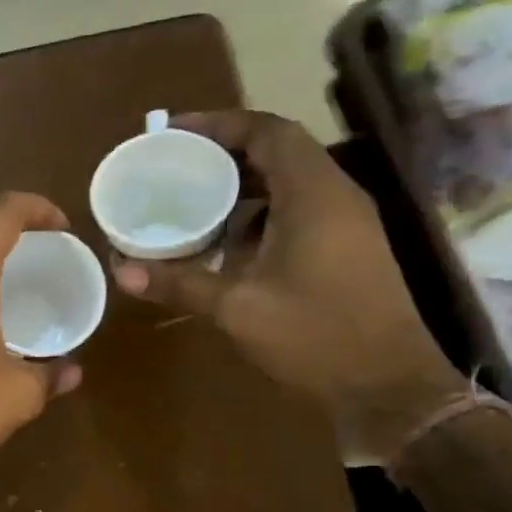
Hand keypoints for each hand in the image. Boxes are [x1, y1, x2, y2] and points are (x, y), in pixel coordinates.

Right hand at [111, 110, 463, 457]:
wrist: (389, 388)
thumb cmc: (317, 337)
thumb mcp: (239, 308)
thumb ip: (180, 283)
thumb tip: (121, 271)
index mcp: (314, 195)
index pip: (268, 131)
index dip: (220, 124)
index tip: (173, 132)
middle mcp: (335, 197)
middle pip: (278, 151)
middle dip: (225, 152)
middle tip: (174, 165)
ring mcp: (346, 224)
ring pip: (288, 183)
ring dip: (241, 185)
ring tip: (191, 199)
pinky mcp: (346, 250)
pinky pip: (297, 212)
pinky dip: (257, 215)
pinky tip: (224, 244)